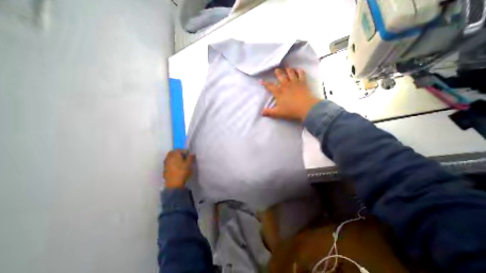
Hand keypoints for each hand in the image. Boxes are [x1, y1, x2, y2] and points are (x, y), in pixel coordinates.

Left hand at [162, 149, 194, 189]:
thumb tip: (191, 153)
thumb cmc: (183, 172)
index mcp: (175, 154)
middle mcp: (169, 157)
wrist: (174, 184)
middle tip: (183, 157)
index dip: (185, 151)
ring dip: (174, 158)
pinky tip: (176, 168)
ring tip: (180, 163)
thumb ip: (191, 157)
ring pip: (169, 157)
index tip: (188, 155)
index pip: (180, 149)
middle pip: (173, 152)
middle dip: (178, 153)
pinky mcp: (164, 169)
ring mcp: (165, 163)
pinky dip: (171, 163)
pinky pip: (168, 163)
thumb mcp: (190, 164)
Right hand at [260, 67, 321, 119]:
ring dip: (288, 70)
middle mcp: (286, 85)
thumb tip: (261, 113)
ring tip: (286, 68)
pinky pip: (301, 73)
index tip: (261, 81)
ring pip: (290, 73)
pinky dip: (299, 70)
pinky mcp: (303, 82)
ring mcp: (295, 82)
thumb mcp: (278, 113)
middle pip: (280, 76)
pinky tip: (298, 69)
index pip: (270, 86)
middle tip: (276, 69)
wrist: (305, 108)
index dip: (265, 83)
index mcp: (279, 92)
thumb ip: (269, 112)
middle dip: (278, 72)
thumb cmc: (290, 110)